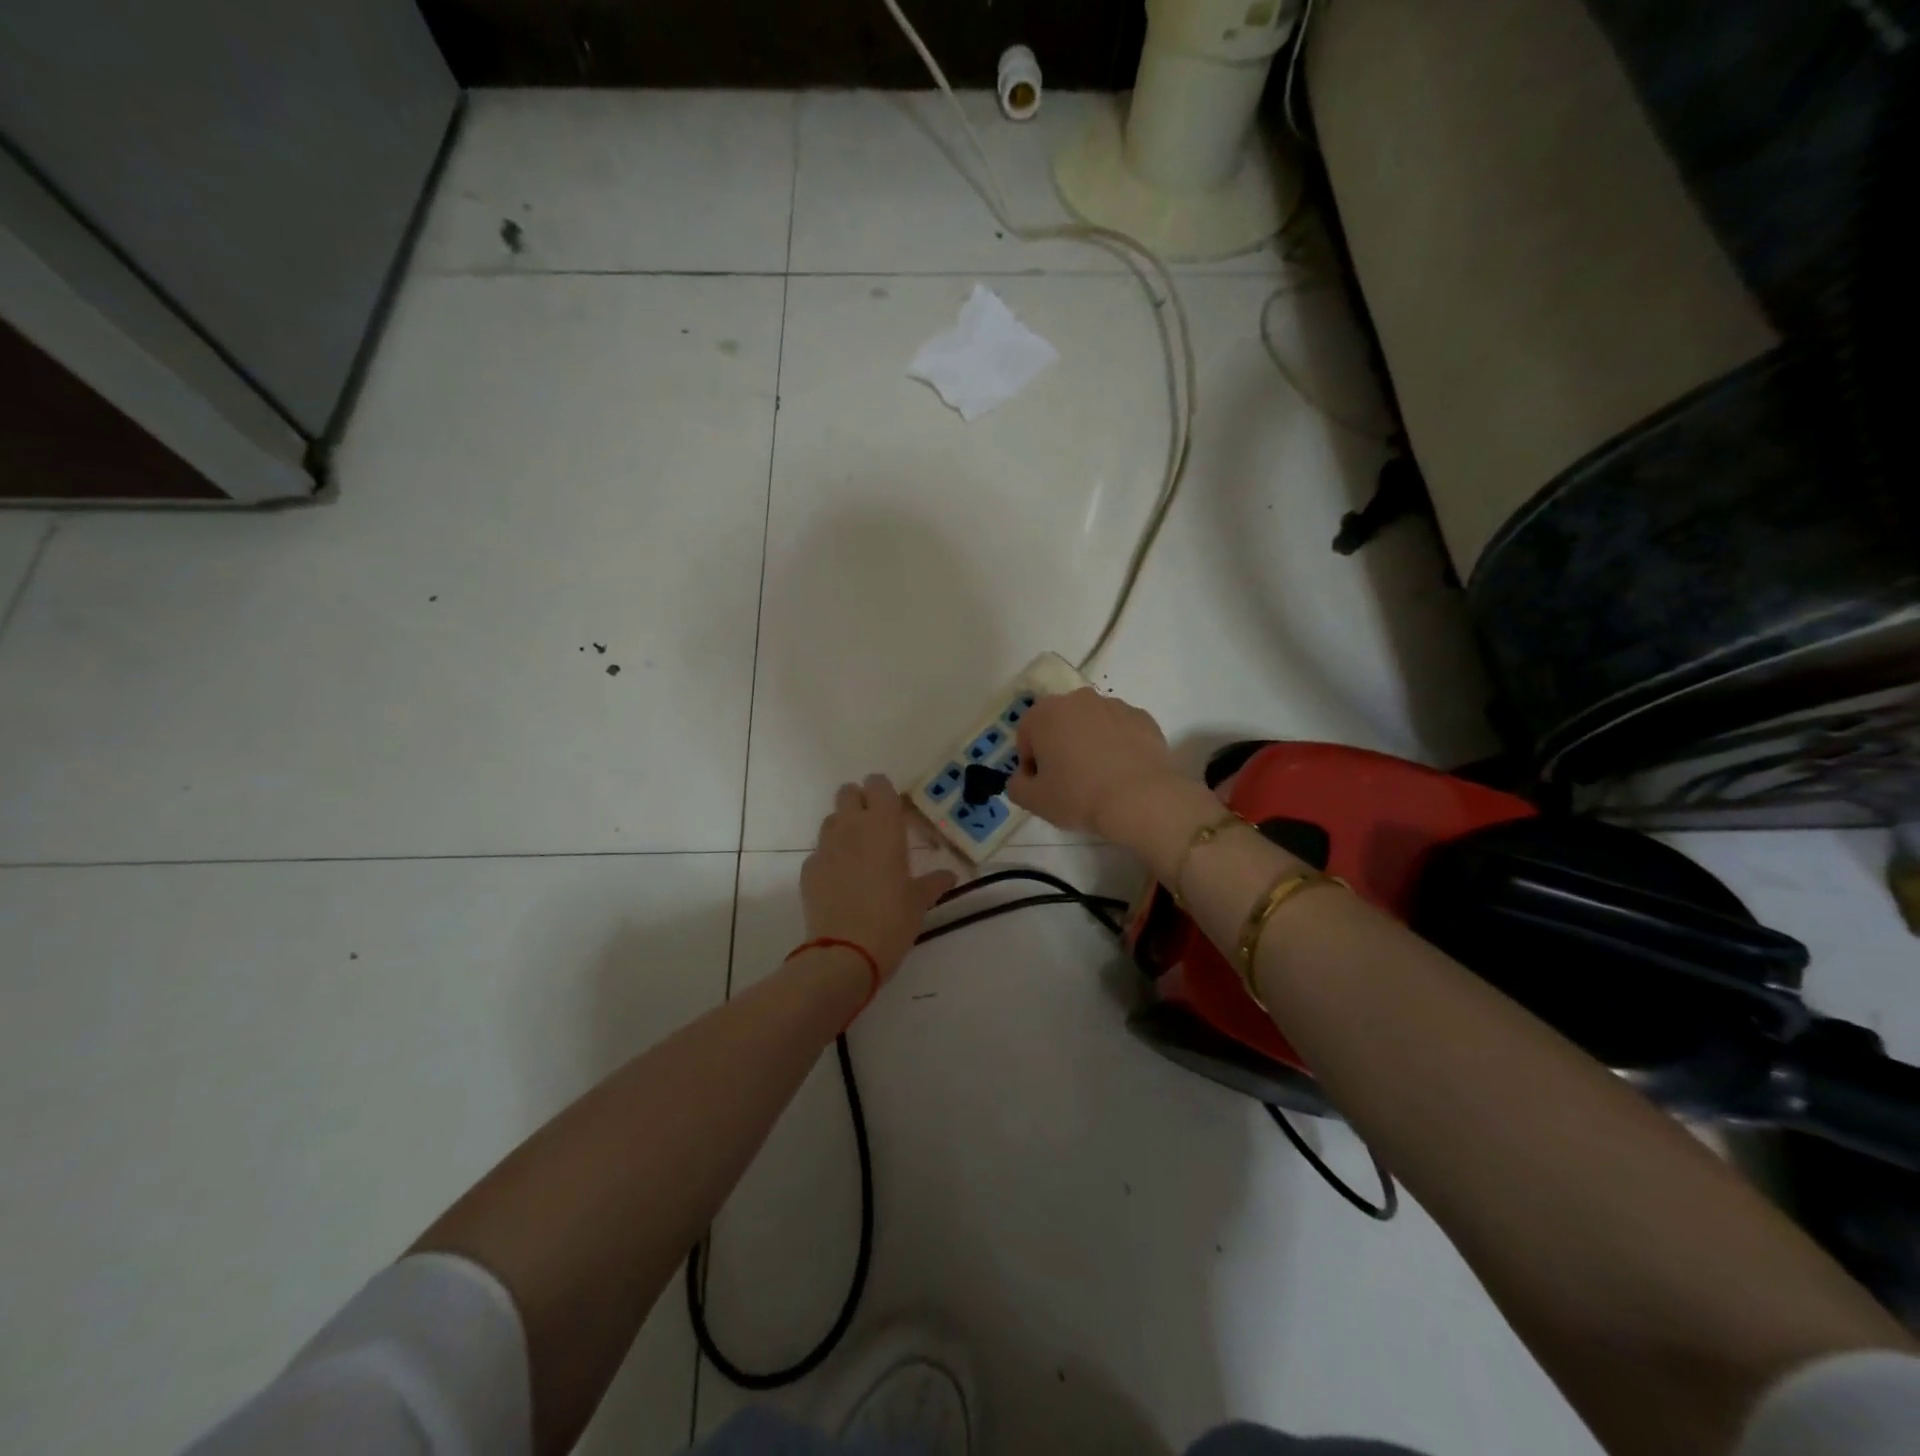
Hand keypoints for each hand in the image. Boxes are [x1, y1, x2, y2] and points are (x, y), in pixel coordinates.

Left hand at [801, 774, 956, 981]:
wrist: (845, 953)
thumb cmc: (892, 920)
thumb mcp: (920, 901)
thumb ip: (934, 883)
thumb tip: (949, 876)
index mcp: (883, 826)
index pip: (878, 785)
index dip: (884, 793)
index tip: (895, 811)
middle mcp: (851, 827)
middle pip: (848, 793)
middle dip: (860, 802)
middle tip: (876, 828)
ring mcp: (825, 847)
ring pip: (831, 820)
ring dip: (843, 828)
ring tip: (858, 855)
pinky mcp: (808, 869)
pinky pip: (819, 852)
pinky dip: (830, 859)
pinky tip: (841, 883)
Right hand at [1006, 688, 1189, 841]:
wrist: (1142, 799)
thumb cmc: (1079, 796)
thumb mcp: (1034, 801)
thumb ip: (1016, 786)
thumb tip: (1022, 778)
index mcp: (1045, 713)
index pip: (1026, 734)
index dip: (1029, 762)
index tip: (1042, 785)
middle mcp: (1078, 699)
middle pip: (1058, 723)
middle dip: (1059, 747)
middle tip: (1068, 781)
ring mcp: (1114, 705)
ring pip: (1091, 724)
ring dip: (1088, 743)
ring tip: (1099, 778)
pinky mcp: (1143, 717)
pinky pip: (1120, 730)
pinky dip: (1117, 745)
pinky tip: (1122, 773)